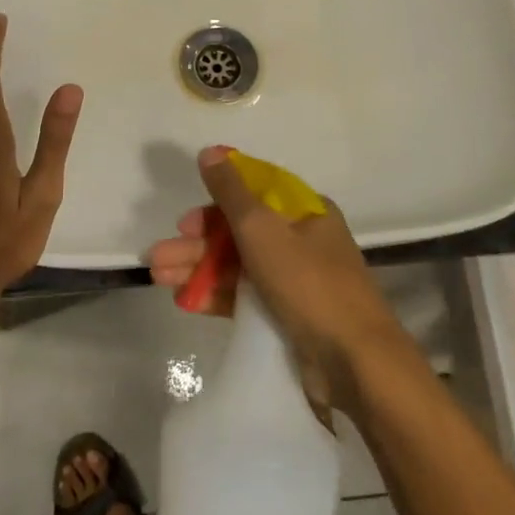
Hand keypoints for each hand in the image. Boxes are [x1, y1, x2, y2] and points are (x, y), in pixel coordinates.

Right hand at [148, 146, 418, 417]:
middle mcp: (303, 240)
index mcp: (305, 212)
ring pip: (239, 265)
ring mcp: (298, 280)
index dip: (215, 203)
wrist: (356, 363)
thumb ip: (230, 192)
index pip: (253, 194)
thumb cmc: (308, 283)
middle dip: (197, 242)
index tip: (185, 219)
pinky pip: (247, 298)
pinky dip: (217, 296)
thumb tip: (210, 151)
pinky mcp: (291, 317)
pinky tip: (185, 301)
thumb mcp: (262, 229)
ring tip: (158, 278)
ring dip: (199, 268)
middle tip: (159, 256)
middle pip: (240, 231)